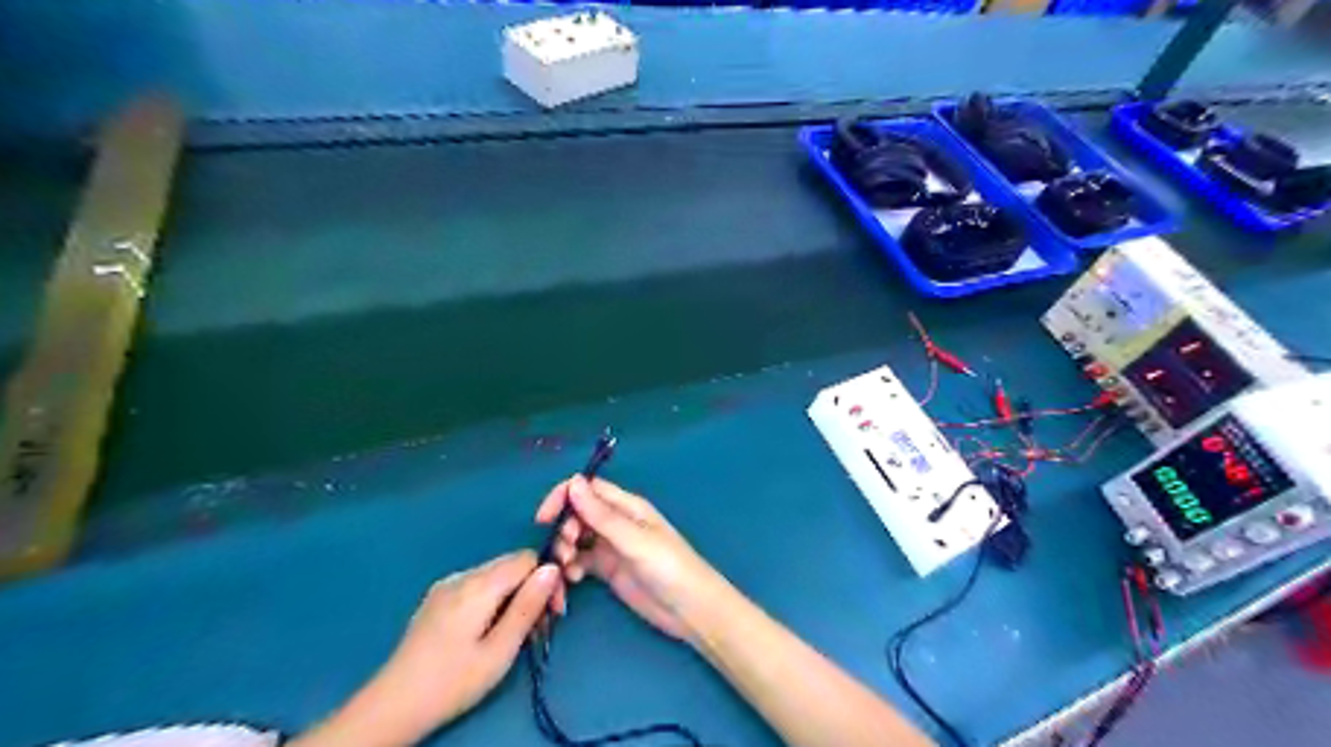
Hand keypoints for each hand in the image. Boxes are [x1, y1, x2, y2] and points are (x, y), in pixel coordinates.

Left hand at [293, 550, 560, 745]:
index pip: (527, 558)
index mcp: (478, 586)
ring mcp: (446, 585)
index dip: (547, 579)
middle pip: (511, 564)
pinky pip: (477, 585)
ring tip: (517, 633)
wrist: (392, 706)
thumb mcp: (500, 651)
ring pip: (495, 575)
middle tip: (540, 627)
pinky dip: (494, 599)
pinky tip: (491, 628)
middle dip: (532, 588)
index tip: (554, 612)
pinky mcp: (437, 598)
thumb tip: (552, 568)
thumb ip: (527, 606)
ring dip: (514, 595)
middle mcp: (461, 576)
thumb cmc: (452, 682)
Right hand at [537, 478, 732, 641]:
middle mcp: (616, 522)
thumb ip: (602, 515)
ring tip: (568, 571)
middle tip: (566, 551)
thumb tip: (572, 482)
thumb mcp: (634, 541)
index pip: (588, 489)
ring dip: (564, 551)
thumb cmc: (669, 568)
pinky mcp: (609, 570)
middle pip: (577, 514)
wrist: (691, 610)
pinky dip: (571, 568)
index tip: (544, 519)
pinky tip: (573, 581)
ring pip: (576, 539)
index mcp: (627, 506)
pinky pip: (580, 561)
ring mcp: (612, 547)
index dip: (563, 497)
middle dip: (563, 530)